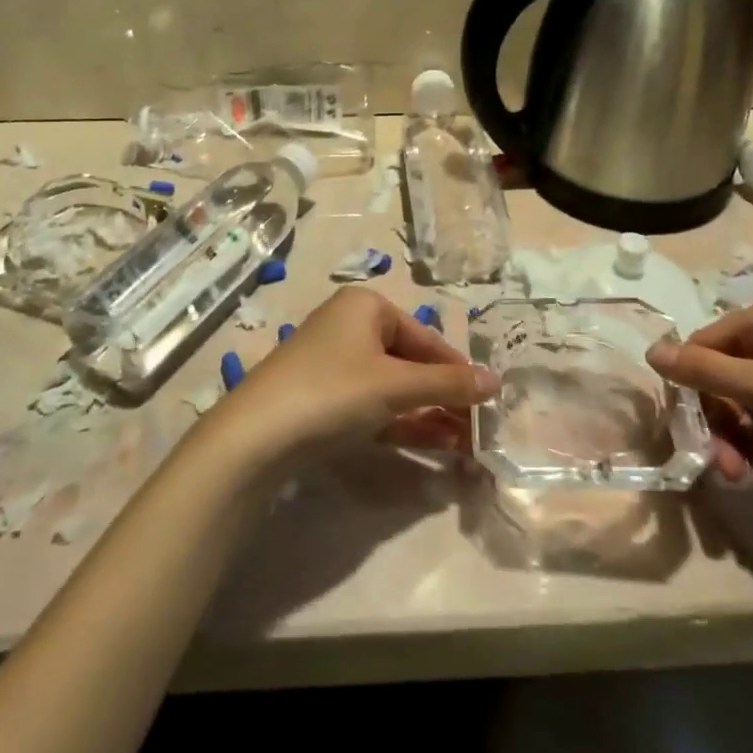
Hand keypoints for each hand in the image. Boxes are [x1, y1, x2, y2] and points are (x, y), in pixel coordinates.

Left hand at [205, 288, 497, 468]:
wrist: (256, 437)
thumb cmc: (333, 391)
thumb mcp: (396, 386)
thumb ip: (448, 384)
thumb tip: (497, 381)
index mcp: (366, 306)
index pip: (426, 337)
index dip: (458, 370)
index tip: (487, 403)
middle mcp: (350, 327)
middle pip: (411, 362)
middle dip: (444, 397)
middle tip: (477, 431)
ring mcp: (334, 364)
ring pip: (394, 388)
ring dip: (428, 414)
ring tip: (464, 446)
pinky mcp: (323, 399)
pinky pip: (373, 406)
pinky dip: (401, 423)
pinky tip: (433, 446)